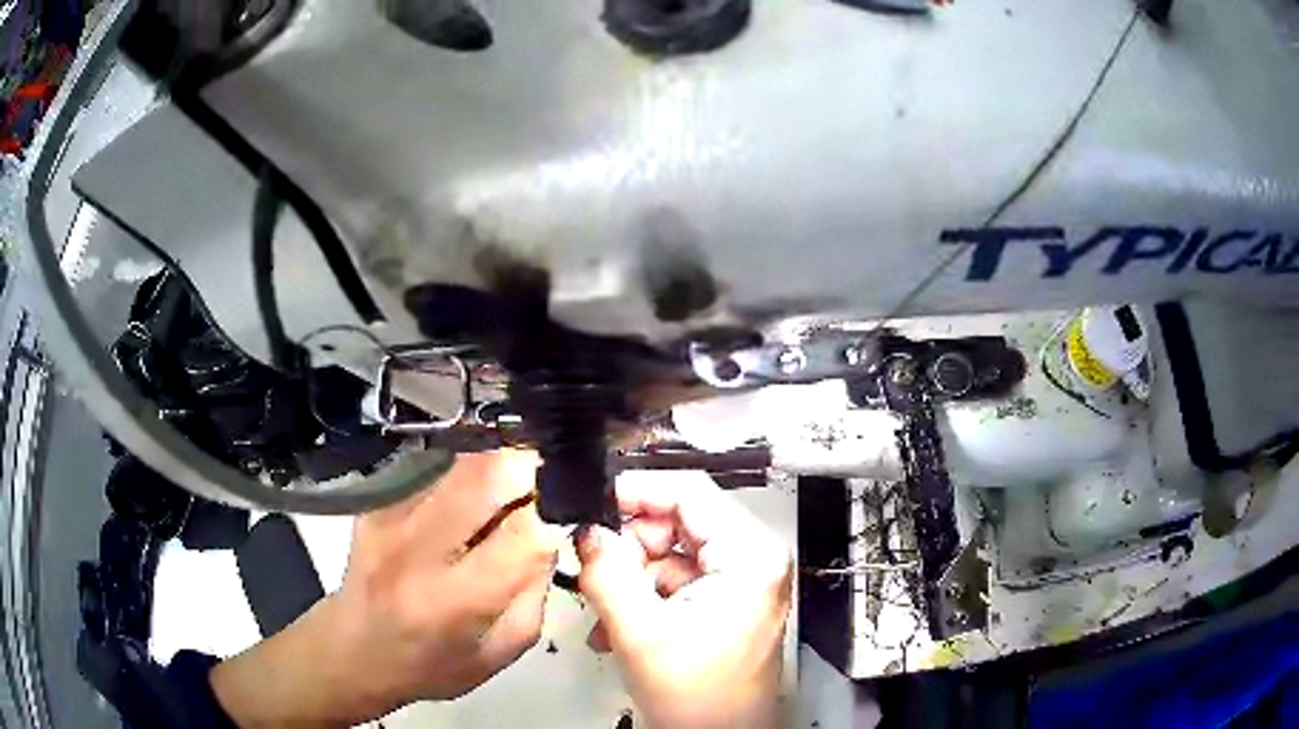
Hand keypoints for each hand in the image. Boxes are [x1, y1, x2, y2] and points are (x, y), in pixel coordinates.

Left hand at [210, 451, 561, 725]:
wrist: (354, 649)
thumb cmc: (433, 664)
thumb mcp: (502, 650)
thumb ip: (535, 592)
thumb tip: (551, 532)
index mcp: (456, 599)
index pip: (524, 531)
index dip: (555, 513)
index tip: (569, 513)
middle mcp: (419, 548)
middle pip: (489, 473)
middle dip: (532, 468)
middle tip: (547, 484)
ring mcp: (392, 515)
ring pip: (464, 461)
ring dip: (501, 468)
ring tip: (512, 494)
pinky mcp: (379, 500)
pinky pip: (439, 470)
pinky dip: (468, 479)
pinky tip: (471, 504)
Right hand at [576, 476, 793, 728]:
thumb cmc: (700, 699)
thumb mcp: (640, 631)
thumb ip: (607, 573)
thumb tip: (588, 531)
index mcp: (750, 555)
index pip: (689, 492)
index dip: (636, 492)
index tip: (593, 505)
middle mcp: (753, 559)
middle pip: (677, 522)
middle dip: (629, 549)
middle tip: (597, 574)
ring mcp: (741, 580)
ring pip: (670, 553)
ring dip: (630, 579)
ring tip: (606, 615)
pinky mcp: (726, 600)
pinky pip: (675, 580)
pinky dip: (643, 597)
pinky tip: (620, 628)